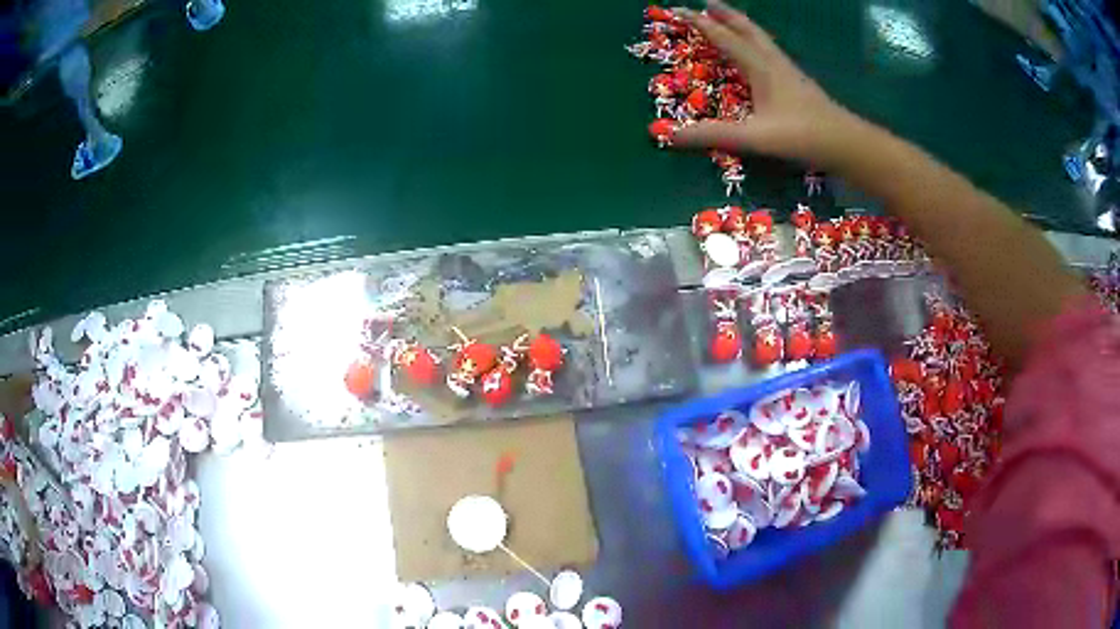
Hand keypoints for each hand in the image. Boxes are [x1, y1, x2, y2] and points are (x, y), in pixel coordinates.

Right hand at [674, 0, 854, 164]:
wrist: (846, 143)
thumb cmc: (802, 136)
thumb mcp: (753, 137)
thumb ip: (712, 135)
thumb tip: (668, 136)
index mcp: (759, 67)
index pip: (723, 37)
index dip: (700, 23)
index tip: (678, 10)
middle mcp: (773, 61)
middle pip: (746, 29)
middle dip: (724, 14)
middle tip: (706, 2)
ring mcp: (788, 70)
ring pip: (760, 38)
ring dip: (741, 25)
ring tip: (729, 18)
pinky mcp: (797, 81)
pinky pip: (770, 51)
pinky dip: (756, 41)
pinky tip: (759, 52)